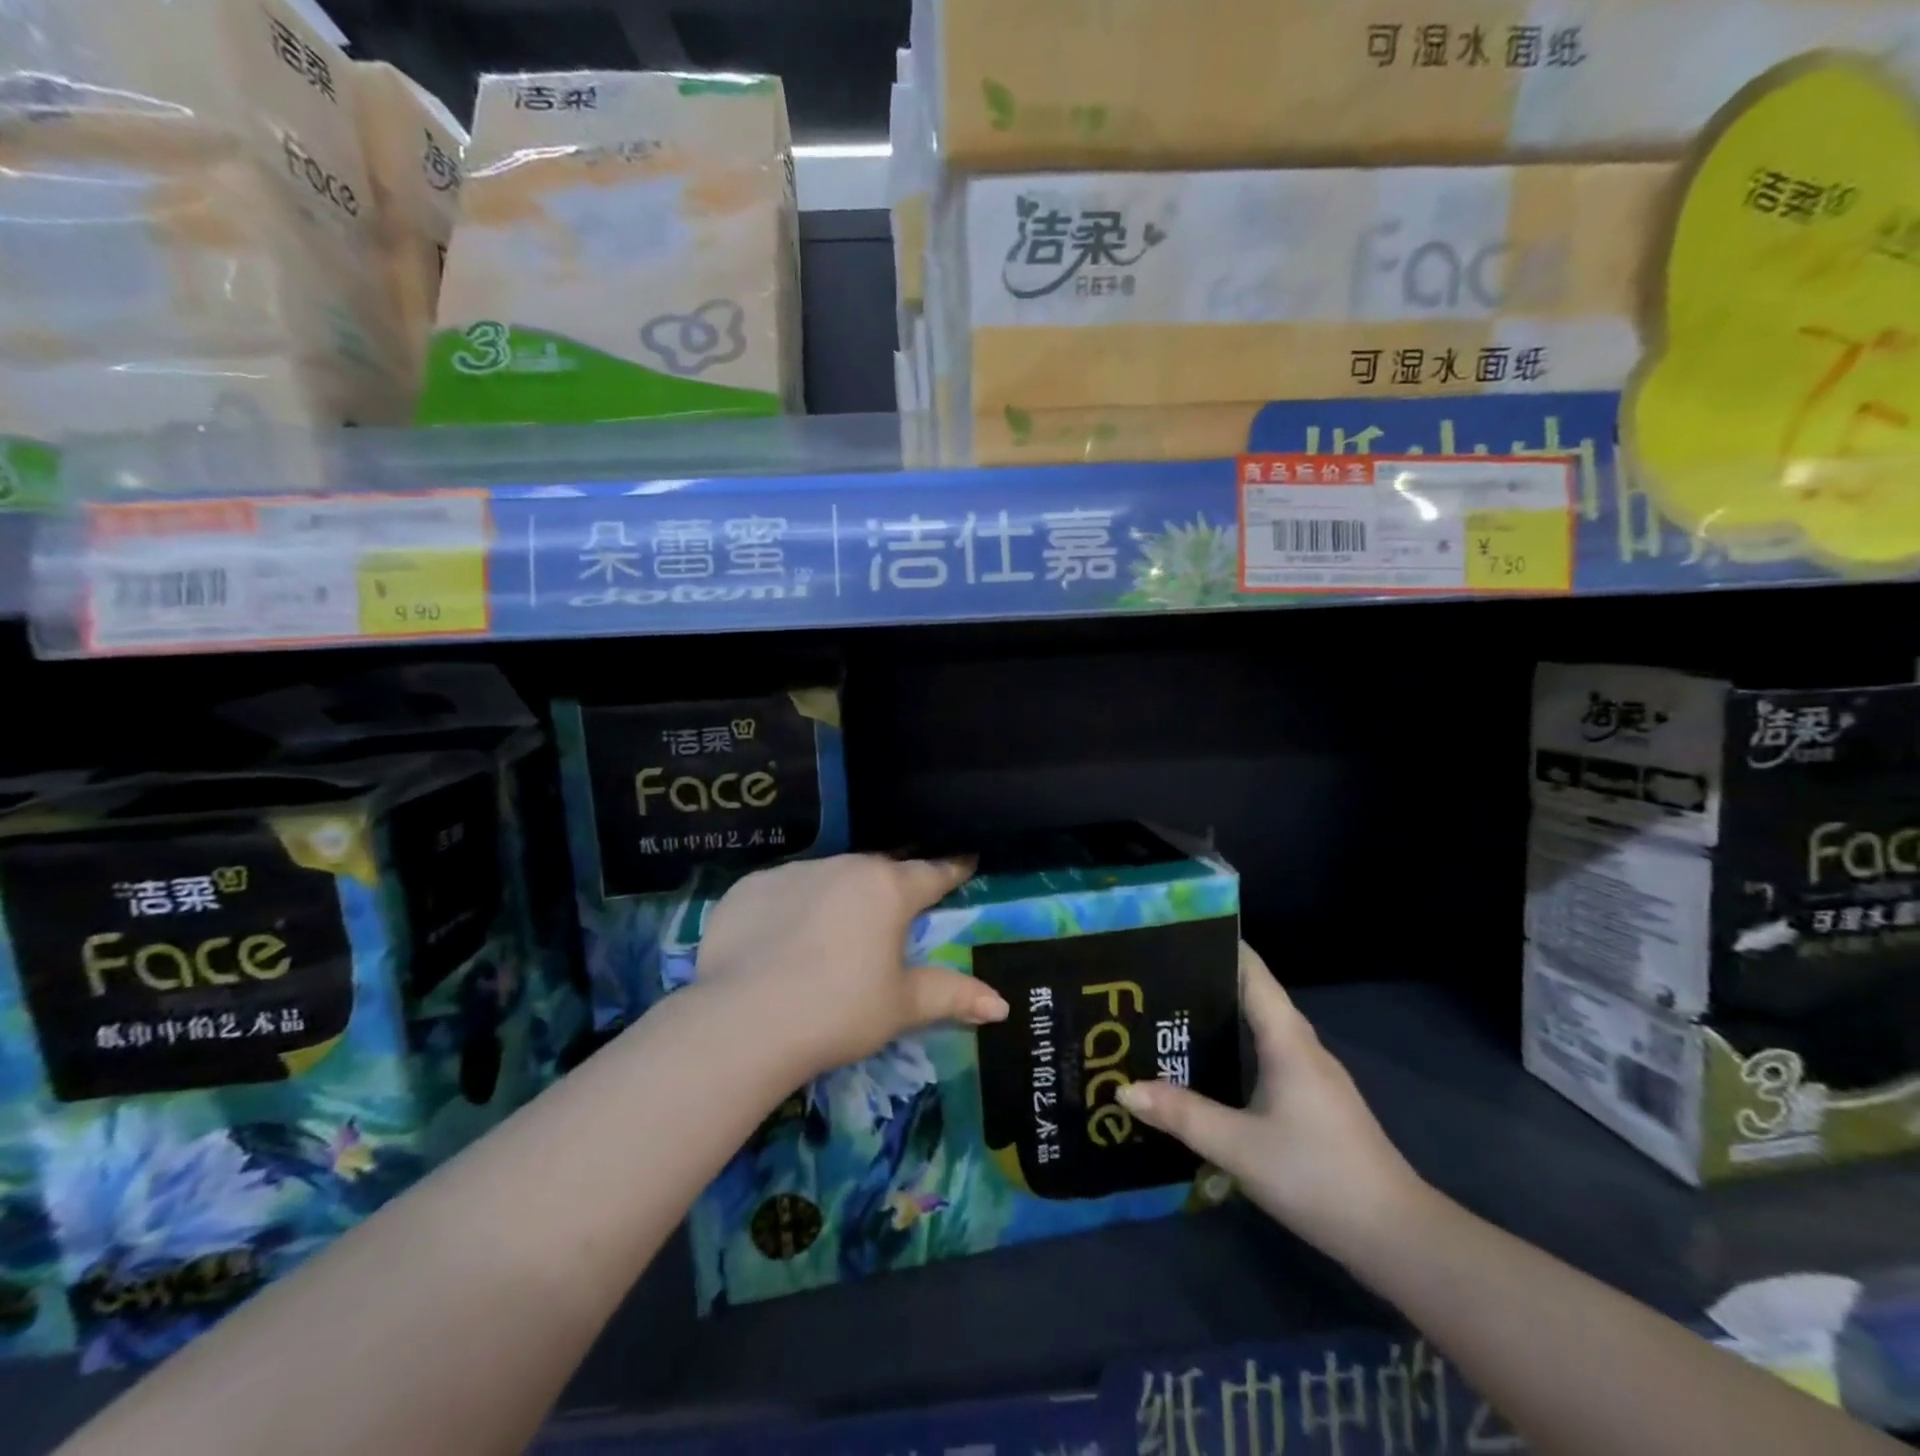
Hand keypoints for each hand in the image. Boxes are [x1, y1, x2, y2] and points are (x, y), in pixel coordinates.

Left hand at [693, 854, 1010, 1078]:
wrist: (744, 1022)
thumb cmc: (839, 1011)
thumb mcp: (902, 1006)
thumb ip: (952, 995)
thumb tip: (1001, 1006)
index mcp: (887, 889)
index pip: (931, 873)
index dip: (951, 870)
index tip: (964, 860)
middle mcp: (843, 866)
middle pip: (876, 872)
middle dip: (888, 890)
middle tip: (890, 918)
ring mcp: (792, 872)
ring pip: (827, 878)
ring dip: (837, 898)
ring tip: (827, 938)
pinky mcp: (748, 888)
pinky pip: (781, 891)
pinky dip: (789, 909)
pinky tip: (779, 943)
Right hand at [1117, 944, 1422, 1260]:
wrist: (1395, 1237)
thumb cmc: (1317, 1175)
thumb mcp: (1238, 1147)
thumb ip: (1182, 1115)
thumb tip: (1123, 1089)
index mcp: (1287, 1040)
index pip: (1252, 972)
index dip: (1218, 946)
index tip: (1173, 935)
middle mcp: (1302, 1046)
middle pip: (1253, 995)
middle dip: (1206, 981)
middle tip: (1153, 980)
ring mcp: (1313, 1075)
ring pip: (1261, 1027)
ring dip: (1221, 1016)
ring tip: (1169, 1017)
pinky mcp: (1315, 1101)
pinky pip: (1267, 1055)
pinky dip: (1236, 1047)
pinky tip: (1208, 1067)